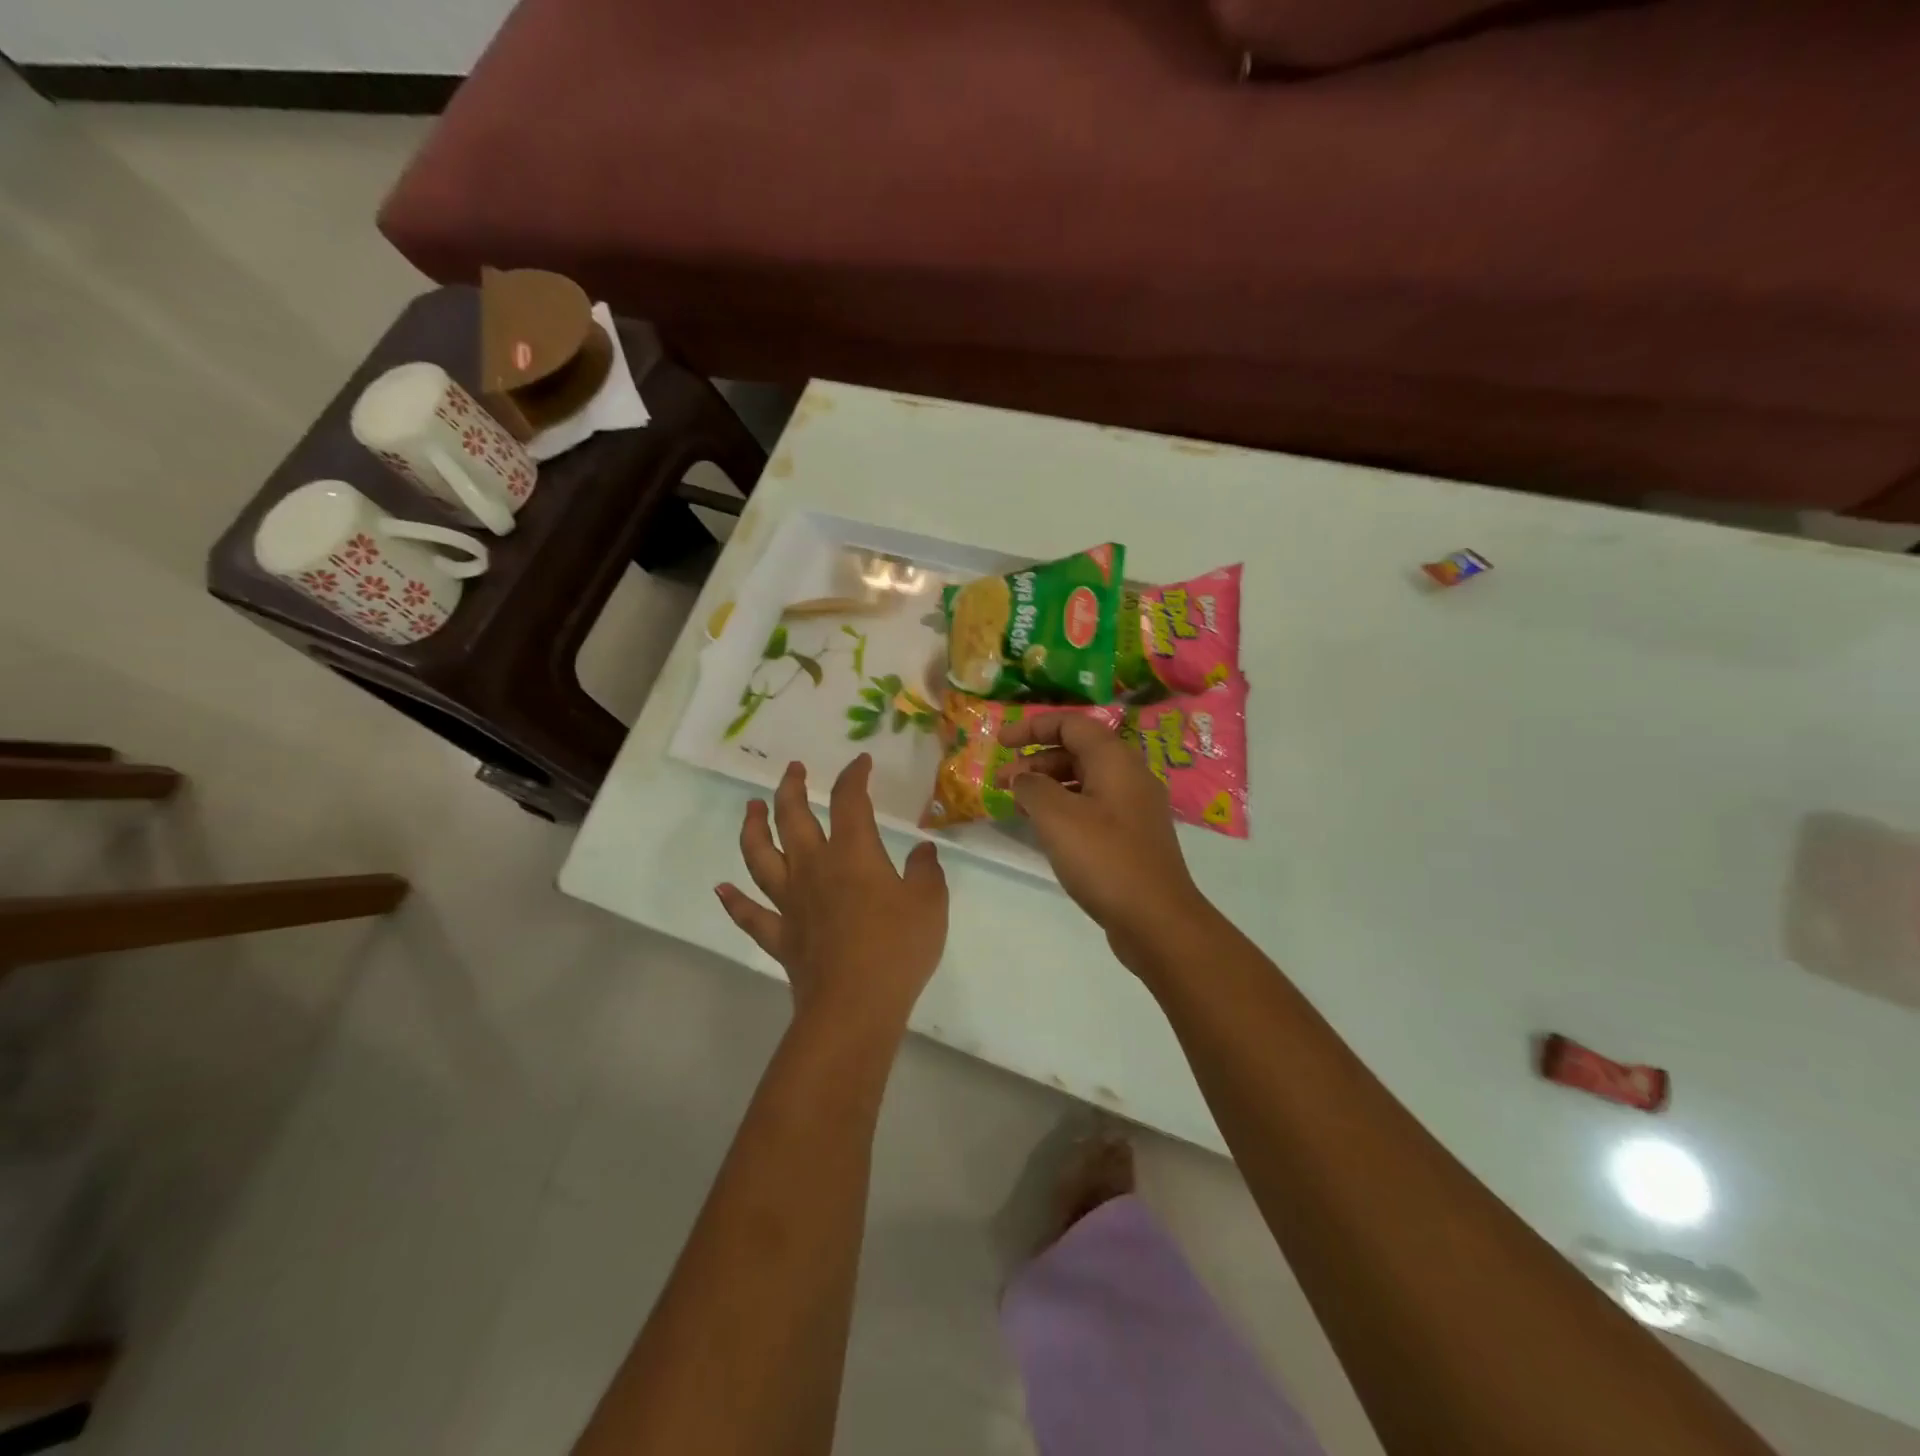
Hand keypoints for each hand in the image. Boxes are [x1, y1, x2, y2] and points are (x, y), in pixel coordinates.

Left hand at [717, 755, 948, 1034]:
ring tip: (750, 810)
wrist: (855, 1005)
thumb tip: (923, 850)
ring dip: (752, 829)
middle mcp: (813, 868)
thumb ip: (926, 871)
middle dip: (791, 789)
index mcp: (853, 854)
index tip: (860, 763)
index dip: (854, 776)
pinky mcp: (779, 936)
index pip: (849, 801)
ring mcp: (790, 901)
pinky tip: (721, 889)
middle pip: (792, 818)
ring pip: (760, 857)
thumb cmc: (897, 948)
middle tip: (793, 771)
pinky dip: (733, 902)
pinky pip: (749, 914)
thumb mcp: (930, 904)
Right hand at [997, 714, 1212, 972]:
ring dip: (1047, 786)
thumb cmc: (1105, 859)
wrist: (1157, 920)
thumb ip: (1032, 787)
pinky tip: (1044, 830)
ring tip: (1017, 806)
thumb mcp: (1057, 817)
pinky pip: (1091, 807)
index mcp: (1115, 760)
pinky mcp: (1131, 837)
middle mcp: (1129, 776)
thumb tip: (1022, 777)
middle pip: (1077, 750)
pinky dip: (1063, 809)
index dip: (1032, 726)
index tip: (1000, 743)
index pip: (1071, 724)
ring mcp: (1133, 808)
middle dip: (1035, 760)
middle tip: (1002, 782)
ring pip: (1083, 781)